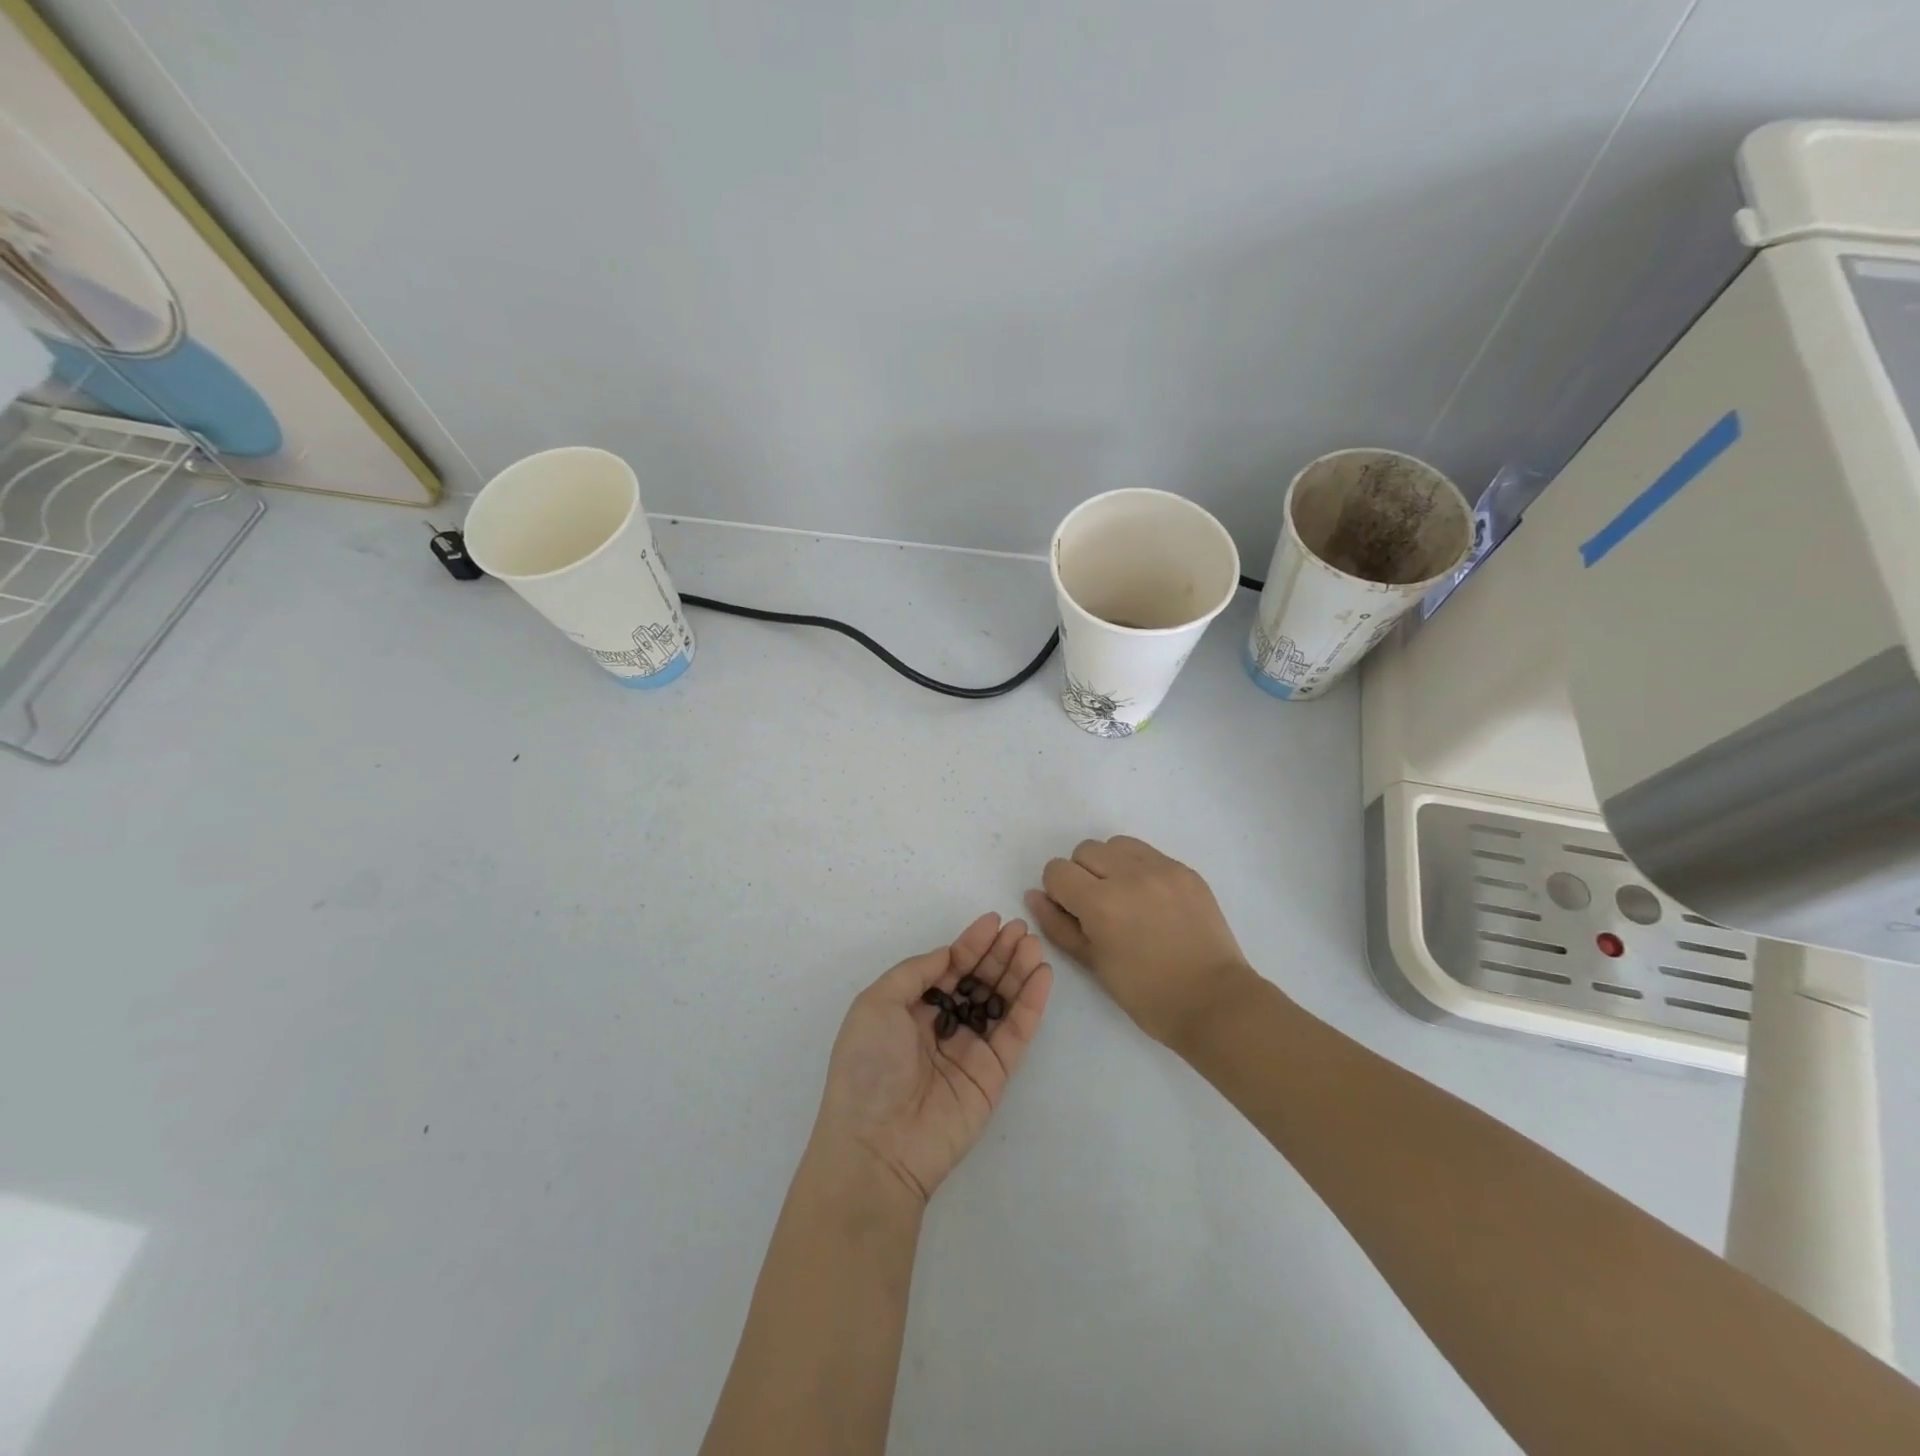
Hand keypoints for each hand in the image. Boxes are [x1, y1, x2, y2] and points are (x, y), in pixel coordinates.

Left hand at [811, 914, 1052, 1204]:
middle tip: (1021, 929)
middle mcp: (941, 1027)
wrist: (878, 1143)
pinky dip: (1031, 1004)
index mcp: (910, 1010)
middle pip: (977, 981)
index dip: (970, 944)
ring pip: (1000, 1002)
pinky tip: (1042, 976)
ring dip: (1018, 972)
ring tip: (1034, 946)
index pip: (948, 968)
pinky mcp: (994, 1075)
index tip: (993, 920)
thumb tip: (949, 955)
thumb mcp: (876, 1003)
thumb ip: (916, 972)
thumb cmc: (868, 1065)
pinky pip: (1016, 1032)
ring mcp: (970, 1051)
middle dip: (998, 954)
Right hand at [1026, 836, 1253, 1045]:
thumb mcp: (1093, 963)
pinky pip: (1148, 854)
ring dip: (1110, 864)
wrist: (1214, 1001)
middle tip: (1099, 908)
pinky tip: (1152, 900)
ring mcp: (1162, 869)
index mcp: (1100, 903)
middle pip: (1085, 850)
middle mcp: (1128, 875)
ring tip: (1125, 898)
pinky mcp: (1185, 870)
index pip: (1057, 871)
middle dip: (1082, 875)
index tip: (1073, 913)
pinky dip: (1140, 869)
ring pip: (1116, 845)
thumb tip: (1034, 896)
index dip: (1058, 892)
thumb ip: (1058, 925)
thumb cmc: (1146, 994)